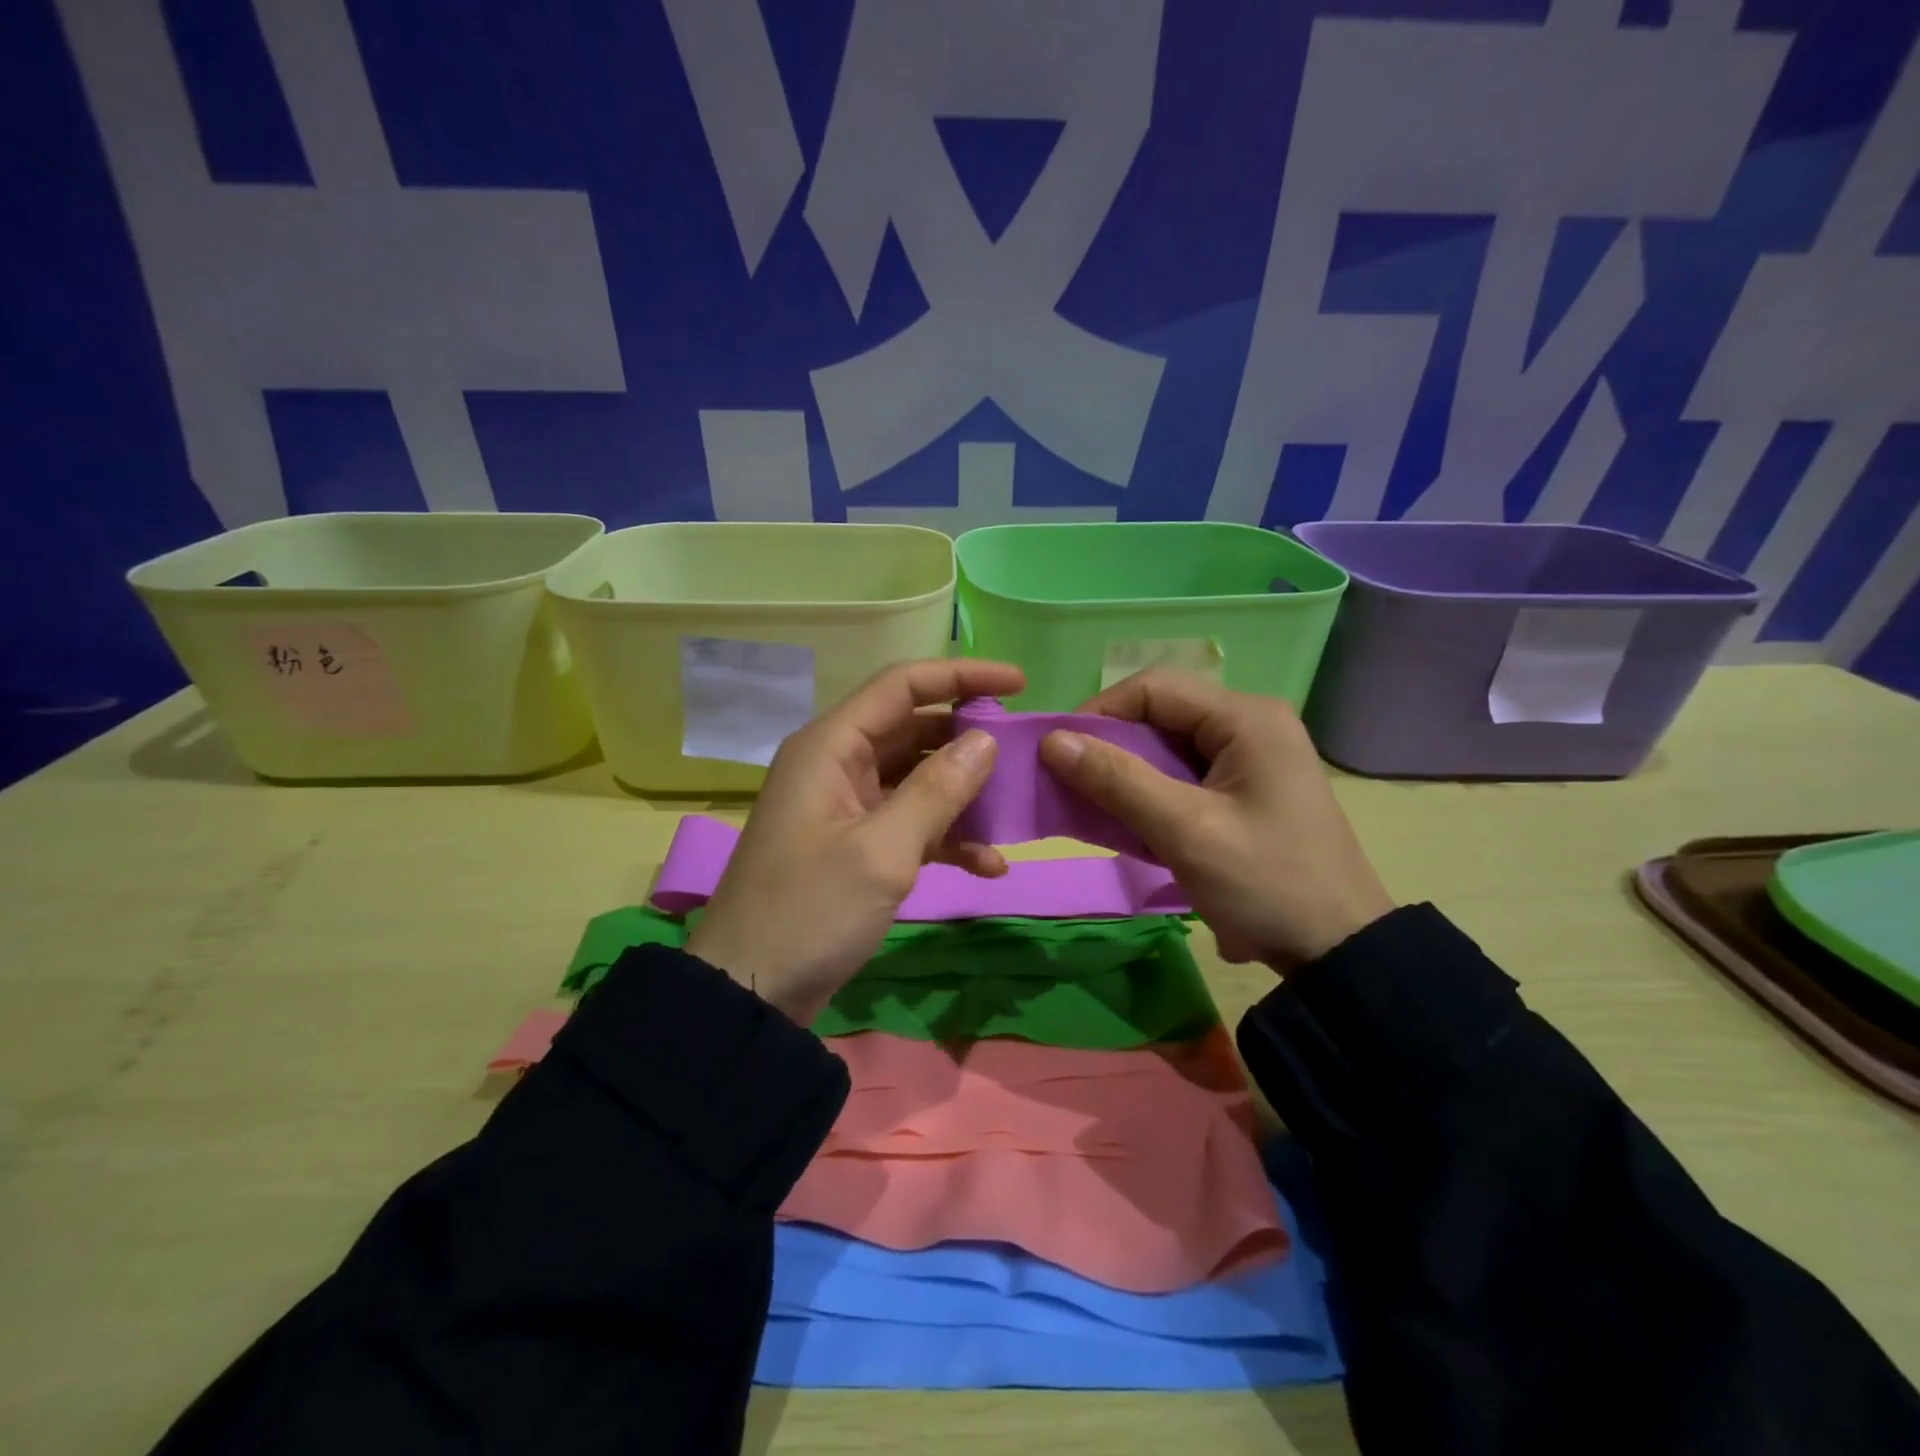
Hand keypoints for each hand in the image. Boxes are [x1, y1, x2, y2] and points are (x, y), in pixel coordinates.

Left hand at [685, 658, 1025, 1023]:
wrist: (749, 992)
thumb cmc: (810, 911)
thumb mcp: (882, 850)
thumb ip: (937, 790)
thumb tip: (985, 740)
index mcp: (831, 747)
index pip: (901, 686)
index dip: (961, 676)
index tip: (1019, 683)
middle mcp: (837, 764)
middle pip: (913, 729)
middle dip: (968, 740)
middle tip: (1023, 754)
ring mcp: (845, 806)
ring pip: (916, 778)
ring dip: (963, 794)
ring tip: (1013, 813)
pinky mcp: (854, 845)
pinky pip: (909, 823)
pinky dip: (947, 837)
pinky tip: (989, 865)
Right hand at [1038, 670, 1392, 972]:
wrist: (1338, 951)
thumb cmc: (1265, 883)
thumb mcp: (1186, 831)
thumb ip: (1118, 780)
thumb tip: (1052, 740)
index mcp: (1246, 718)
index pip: (1153, 688)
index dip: (1100, 713)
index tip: (1058, 753)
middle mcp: (1249, 725)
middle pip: (1160, 715)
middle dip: (1109, 746)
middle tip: (1067, 782)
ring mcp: (1250, 759)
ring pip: (1167, 747)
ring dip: (1125, 773)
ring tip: (1089, 805)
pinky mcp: (1245, 791)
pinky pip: (1182, 776)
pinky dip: (1149, 794)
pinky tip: (1126, 822)